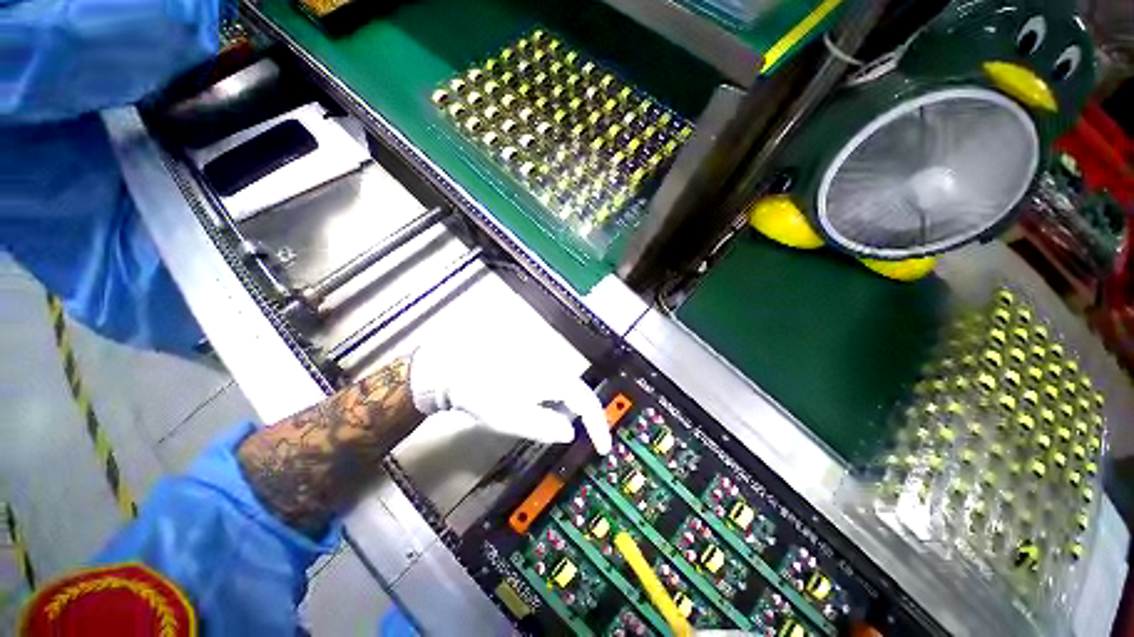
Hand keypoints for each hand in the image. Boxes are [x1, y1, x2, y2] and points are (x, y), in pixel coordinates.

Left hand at [409, 340, 611, 454]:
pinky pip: (552, 387)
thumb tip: (568, 432)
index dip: (598, 426)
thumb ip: (546, 428)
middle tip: (582, 440)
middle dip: (584, 419)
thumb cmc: (484, 394)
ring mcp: (541, 365)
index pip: (587, 402)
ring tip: (555, 428)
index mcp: (553, 378)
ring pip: (565, 391)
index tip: (603, 448)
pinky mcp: (530, 367)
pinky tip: (538, 411)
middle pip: (579, 395)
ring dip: (567, 412)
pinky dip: (553, 404)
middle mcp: (552, 367)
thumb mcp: (514, 419)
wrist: (455, 370)